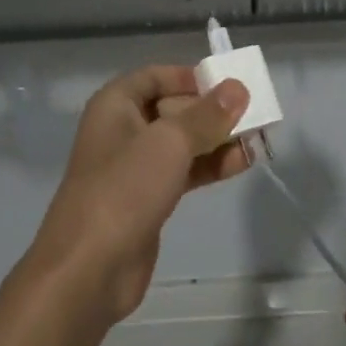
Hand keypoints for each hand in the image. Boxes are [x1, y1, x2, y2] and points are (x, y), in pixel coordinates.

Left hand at [29, 66, 250, 324]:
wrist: (89, 269)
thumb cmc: (125, 189)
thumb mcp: (170, 142)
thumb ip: (207, 114)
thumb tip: (238, 88)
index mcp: (115, 105)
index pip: (155, 76)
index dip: (190, 76)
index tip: (227, 84)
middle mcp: (122, 130)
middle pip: (173, 108)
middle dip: (212, 110)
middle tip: (252, 113)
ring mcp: (135, 167)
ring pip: (182, 142)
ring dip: (217, 139)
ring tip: (257, 139)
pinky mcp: (147, 199)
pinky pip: (184, 171)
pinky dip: (210, 165)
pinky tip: (241, 164)